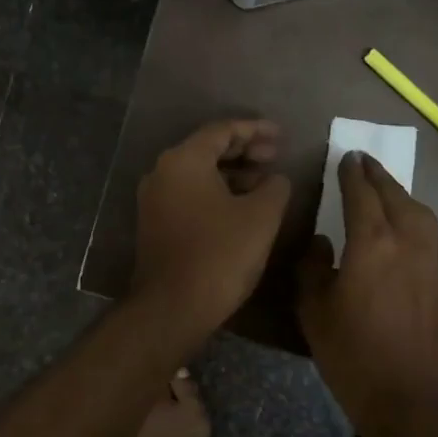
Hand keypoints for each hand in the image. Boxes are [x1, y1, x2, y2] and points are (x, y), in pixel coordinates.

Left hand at [132, 120, 290, 335]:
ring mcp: (155, 199)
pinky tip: (242, 206)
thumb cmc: (220, 254)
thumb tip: (276, 179)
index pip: (222, 130)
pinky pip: (190, 194)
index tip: (282, 135)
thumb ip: (275, 187)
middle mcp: (162, 172)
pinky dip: (217, 192)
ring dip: (232, 173)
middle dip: (244, 150)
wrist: (173, 306)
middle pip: (207, 149)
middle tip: (276, 156)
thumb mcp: (261, 216)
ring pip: (198, 173)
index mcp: (184, 160)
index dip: (255, 130)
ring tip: (266, 182)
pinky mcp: (156, 224)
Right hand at [297, 151, 437, 433]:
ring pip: (418, 212)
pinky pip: (426, 233)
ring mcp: (429, 263)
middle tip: (364, 162)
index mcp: (372, 244)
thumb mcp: (314, 311)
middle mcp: (407, 243)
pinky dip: (412, 217)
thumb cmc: (353, 355)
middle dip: (378, 176)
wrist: (412, 400)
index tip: (346, 156)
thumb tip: (321, 242)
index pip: (362, 194)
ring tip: (383, 189)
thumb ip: (313, 268)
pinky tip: (400, 228)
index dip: (353, 173)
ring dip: (399, 194)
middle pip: (395, 196)